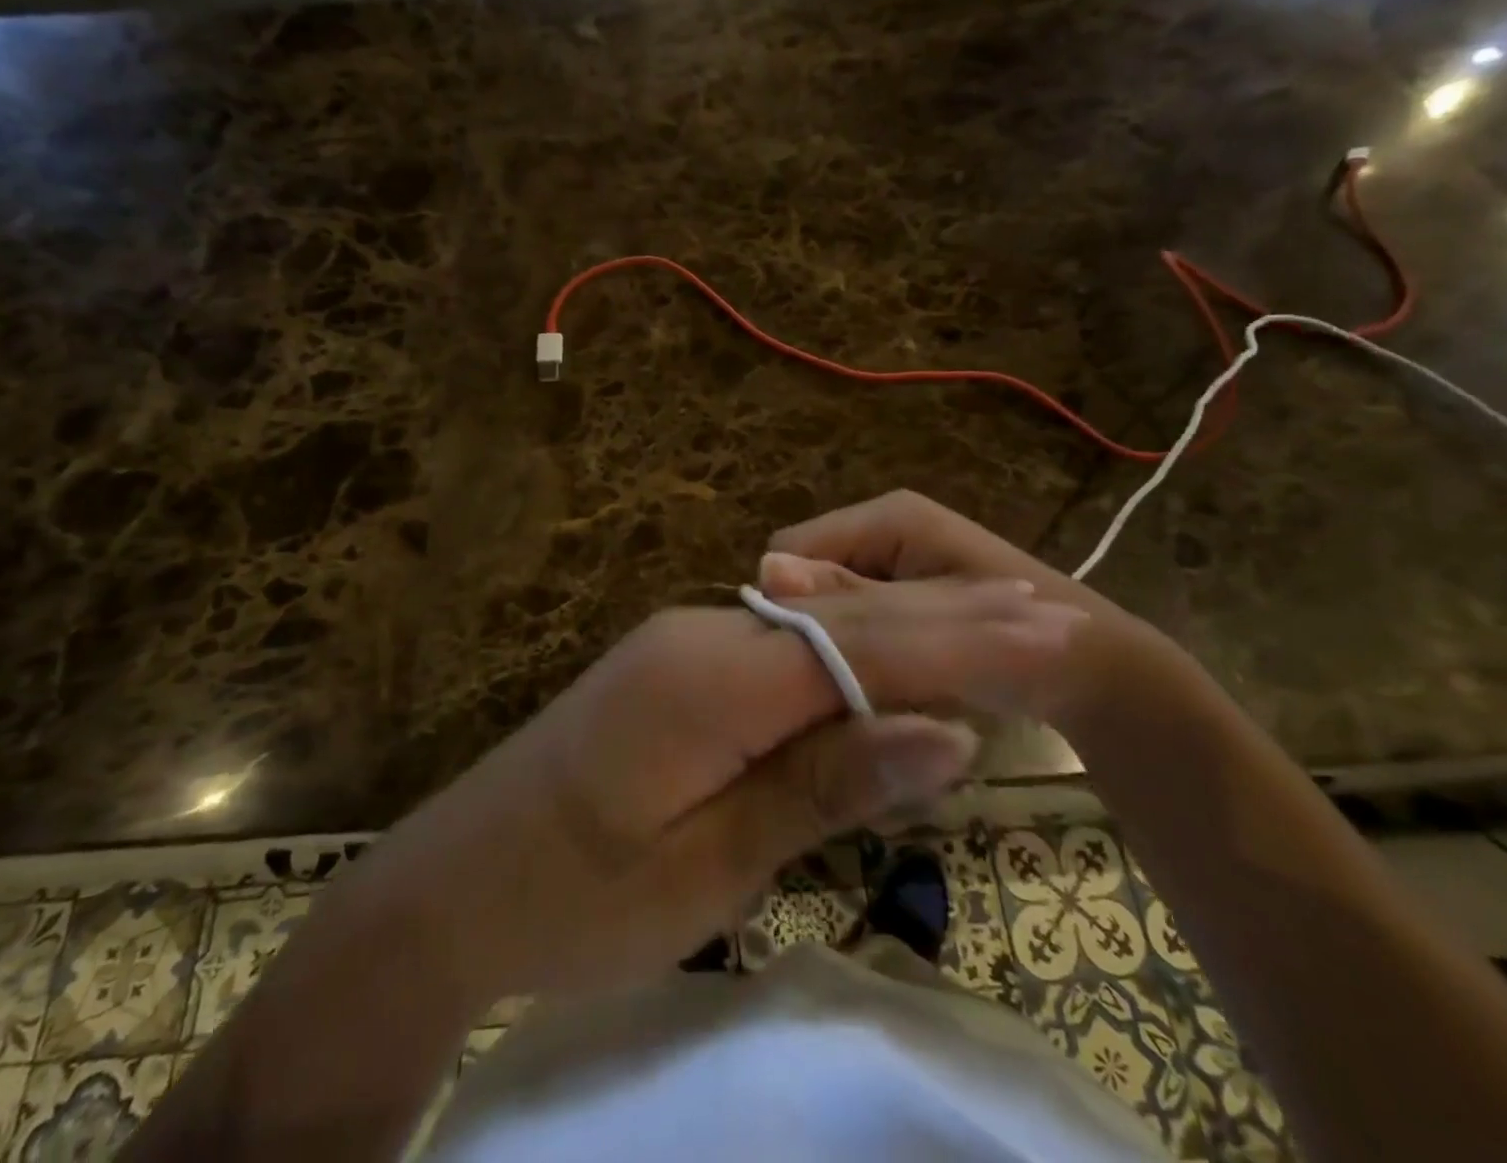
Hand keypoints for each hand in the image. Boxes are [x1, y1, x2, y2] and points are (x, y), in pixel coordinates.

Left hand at [334, 576, 1083, 1011]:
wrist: (452, 885)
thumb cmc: (574, 900)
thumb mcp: (707, 865)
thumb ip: (821, 783)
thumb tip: (942, 731)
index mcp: (709, 679)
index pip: (862, 648)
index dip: (961, 642)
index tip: (1055, 630)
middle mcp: (702, 636)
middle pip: (846, 621)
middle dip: (949, 616)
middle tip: (1051, 607)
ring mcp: (685, 644)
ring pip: (818, 629)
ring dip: (908, 625)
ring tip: (1001, 617)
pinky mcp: (677, 666)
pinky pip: (782, 650)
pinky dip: (852, 651)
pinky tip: (897, 652)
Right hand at [758, 490, 1202, 731]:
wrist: (1092, 669)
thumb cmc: (1020, 641)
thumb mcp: (931, 620)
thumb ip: (851, 599)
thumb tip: (768, 570)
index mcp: (884, 518)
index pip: (789, 553)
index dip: (785, 611)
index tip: (799, 671)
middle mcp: (881, 528)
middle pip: (809, 578)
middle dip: (813, 630)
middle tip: (830, 692)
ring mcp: (891, 560)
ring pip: (829, 603)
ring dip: (835, 645)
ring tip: (856, 695)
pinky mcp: (901, 590)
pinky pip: (854, 617)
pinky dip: (858, 650)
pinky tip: (878, 685)